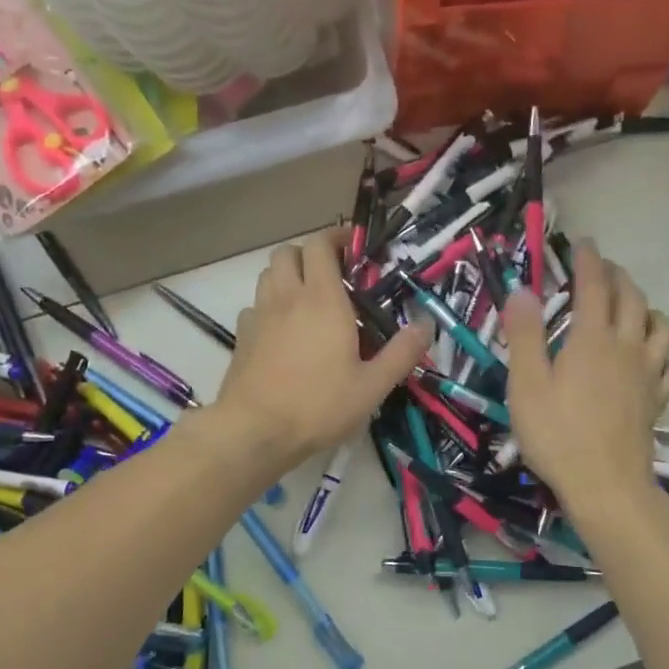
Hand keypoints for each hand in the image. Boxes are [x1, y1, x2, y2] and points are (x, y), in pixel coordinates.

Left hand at [209, 228, 432, 470]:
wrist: (254, 431)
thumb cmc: (318, 405)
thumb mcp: (372, 386)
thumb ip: (401, 353)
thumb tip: (426, 324)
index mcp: (322, 300)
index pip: (320, 245)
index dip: (336, 237)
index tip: (354, 247)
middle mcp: (287, 297)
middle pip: (288, 252)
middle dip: (310, 253)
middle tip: (332, 273)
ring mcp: (259, 315)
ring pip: (268, 275)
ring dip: (288, 275)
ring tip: (309, 298)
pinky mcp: (241, 336)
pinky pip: (255, 305)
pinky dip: (270, 305)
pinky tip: (283, 330)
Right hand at [503, 242, 668, 513]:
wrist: (605, 485)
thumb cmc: (557, 435)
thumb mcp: (526, 384)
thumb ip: (525, 335)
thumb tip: (522, 291)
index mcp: (592, 339)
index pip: (594, 286)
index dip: (589, 260)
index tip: (583, 243)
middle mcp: (627, 347)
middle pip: (632, 298)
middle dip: (617, 276)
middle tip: (602, 269)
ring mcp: (648, 374)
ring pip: (662, 326)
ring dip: (648, 308)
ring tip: (632, 309)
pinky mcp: (657, 400)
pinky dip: (664, 353)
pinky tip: (652, 360)